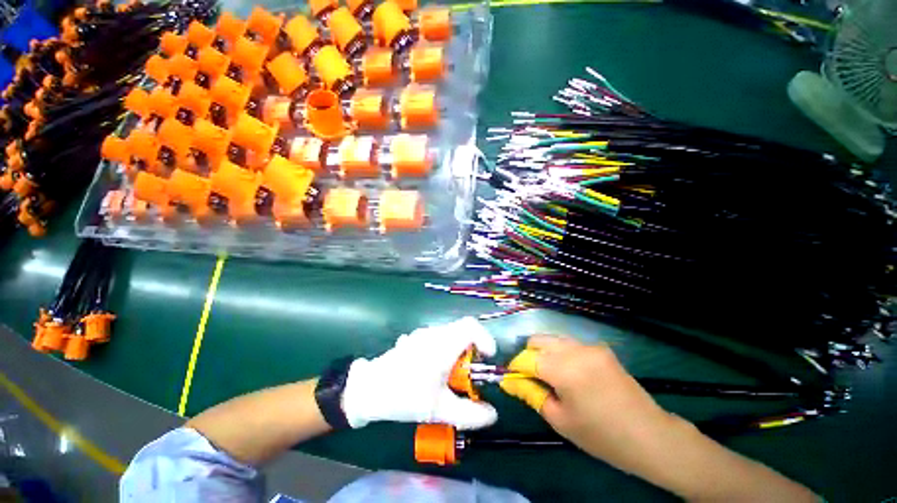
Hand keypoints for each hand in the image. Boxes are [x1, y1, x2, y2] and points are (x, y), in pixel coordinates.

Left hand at [341, 317, 498, 429]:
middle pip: (463, 330)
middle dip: (472, 349)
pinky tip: (433, 370)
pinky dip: (445, 349)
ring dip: (458, 350)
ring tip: (451, 375)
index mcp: (443, 344)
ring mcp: (422, 334)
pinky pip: (438, 338)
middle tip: (471, 372)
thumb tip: (492, 415)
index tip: (488, 357)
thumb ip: (469, 414)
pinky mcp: (414, 338)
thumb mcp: (438, 410)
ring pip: (450, 334)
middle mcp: (434, 333)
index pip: (471, 326)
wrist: (368, 389)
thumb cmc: (404, 395)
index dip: (485, 338)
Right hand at [500, 336, 675, 469]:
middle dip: (528, 356)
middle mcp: (575, 349)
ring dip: (544, 353)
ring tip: (551, 377)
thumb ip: (531, 394)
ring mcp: (589, 346)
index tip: (511, 378)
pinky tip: (571, 374)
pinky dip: (561, 354)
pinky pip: (570, 344)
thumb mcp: (560, 419)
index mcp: (564, 369)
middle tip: (532, 378)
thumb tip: (508, 381)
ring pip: (553, 339)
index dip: (515, 368)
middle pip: (537, 340)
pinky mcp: (600, 348)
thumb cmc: (601, 436)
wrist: (650, 436)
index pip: (526, 358)